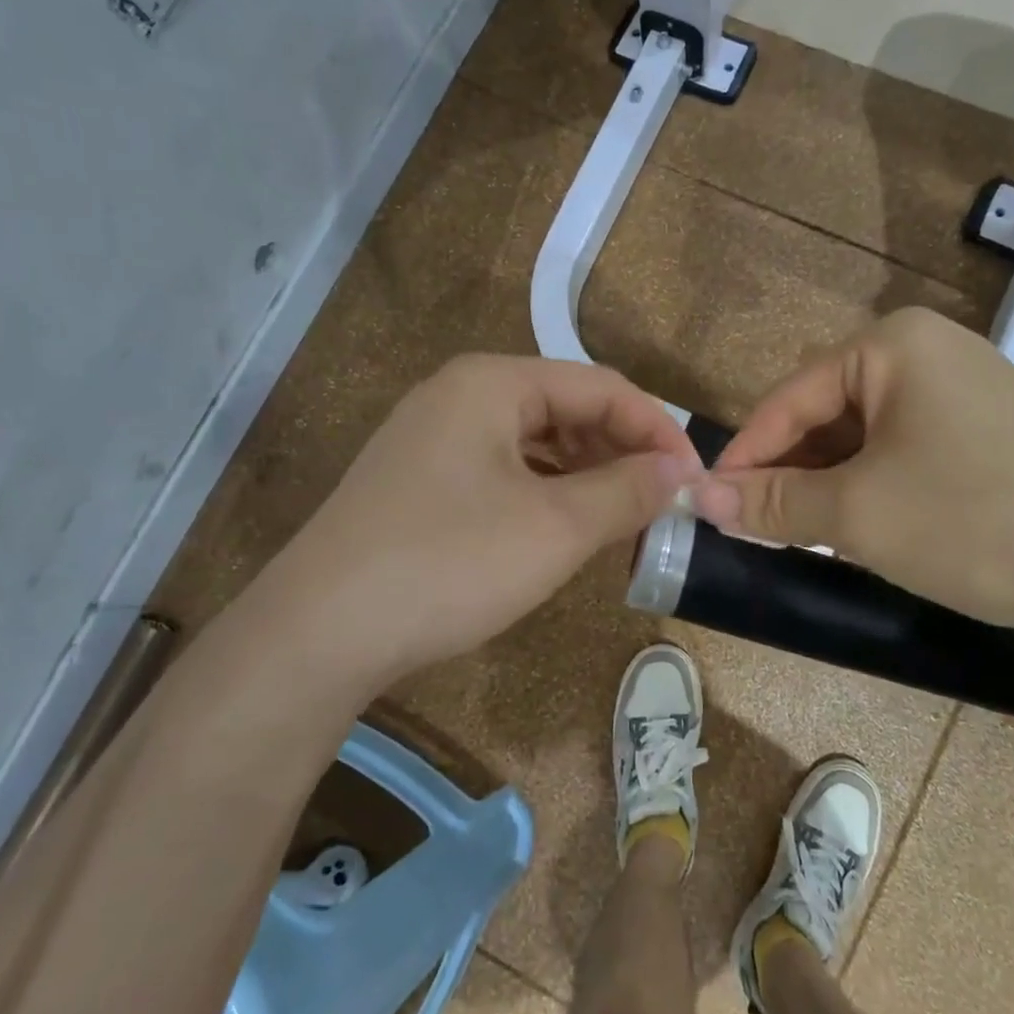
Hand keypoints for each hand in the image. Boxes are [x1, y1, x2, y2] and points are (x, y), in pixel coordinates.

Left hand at [281, 355, 698, 684]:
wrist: (319, 631)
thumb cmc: (449, 562)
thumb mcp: (555, 527)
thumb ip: (626, 490)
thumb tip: (678, 471)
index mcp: (492, 382)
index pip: (601, 387)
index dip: (656, 429)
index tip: (694, 480)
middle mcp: (459, 395)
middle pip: (566, 408)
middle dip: (621, 452)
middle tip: (661, 503)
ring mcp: (432, 438)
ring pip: (534, 443)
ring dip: (585, 475)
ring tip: (621, 518)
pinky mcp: (419, 481)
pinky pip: (502, 471)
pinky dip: (545, 493)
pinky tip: (562, 529)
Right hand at [689, 308, 1013, 645]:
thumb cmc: (978, 521)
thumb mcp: (859, 514)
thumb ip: (773, 503)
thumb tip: (699, 497)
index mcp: (893, 346)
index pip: (789, 397)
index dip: (744, 454)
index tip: (708, 504)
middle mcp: (931, 354)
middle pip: (827, 414)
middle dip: (789, 473)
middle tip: (754, 529)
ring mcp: (968, 394)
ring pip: (867, 440)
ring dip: (829, 487)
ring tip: (801, 537)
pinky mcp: (993, 438)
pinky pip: (907, 456)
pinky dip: (874, 491)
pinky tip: (863, 532)